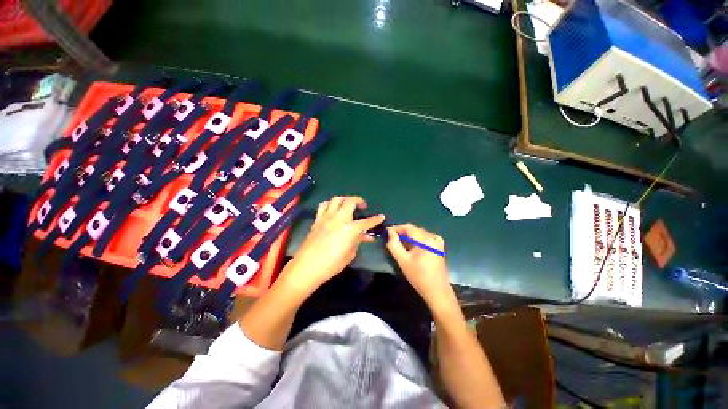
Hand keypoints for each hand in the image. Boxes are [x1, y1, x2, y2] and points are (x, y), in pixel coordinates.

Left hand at [280, 196, 384, 295]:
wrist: (307, 267)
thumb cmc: (332, 264)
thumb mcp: (349, 254)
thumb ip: (357, 241)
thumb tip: (364, 235)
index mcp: (350, 229)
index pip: (367, 222)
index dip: (376, 219)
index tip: (381, 217)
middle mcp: (339, 218)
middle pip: (351, 201)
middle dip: (359, 201)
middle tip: (362, 206)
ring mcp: (326, 217)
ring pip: (336, 199)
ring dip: (345, 199)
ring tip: (347, 205)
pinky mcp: (317, 219)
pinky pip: (324, 206)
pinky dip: (330, 204)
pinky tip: (332, 210)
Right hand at [386, 224, 453, 308]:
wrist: (437, 291)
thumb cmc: (418, 276)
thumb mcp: (402, 260)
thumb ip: (394, 245)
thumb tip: (389, 232)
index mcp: (425, 239)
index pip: (408, 227)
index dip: (396, 228)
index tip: (387, 232)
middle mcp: (433, 237)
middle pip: (414, 230)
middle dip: (402, 233)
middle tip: (392, 239)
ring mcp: (437, 242)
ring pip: (419, 234)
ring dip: (409, 237)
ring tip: (400, 244)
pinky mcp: (439, 247)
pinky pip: (425, 238)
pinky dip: (417, 240)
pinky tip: (412, 247)